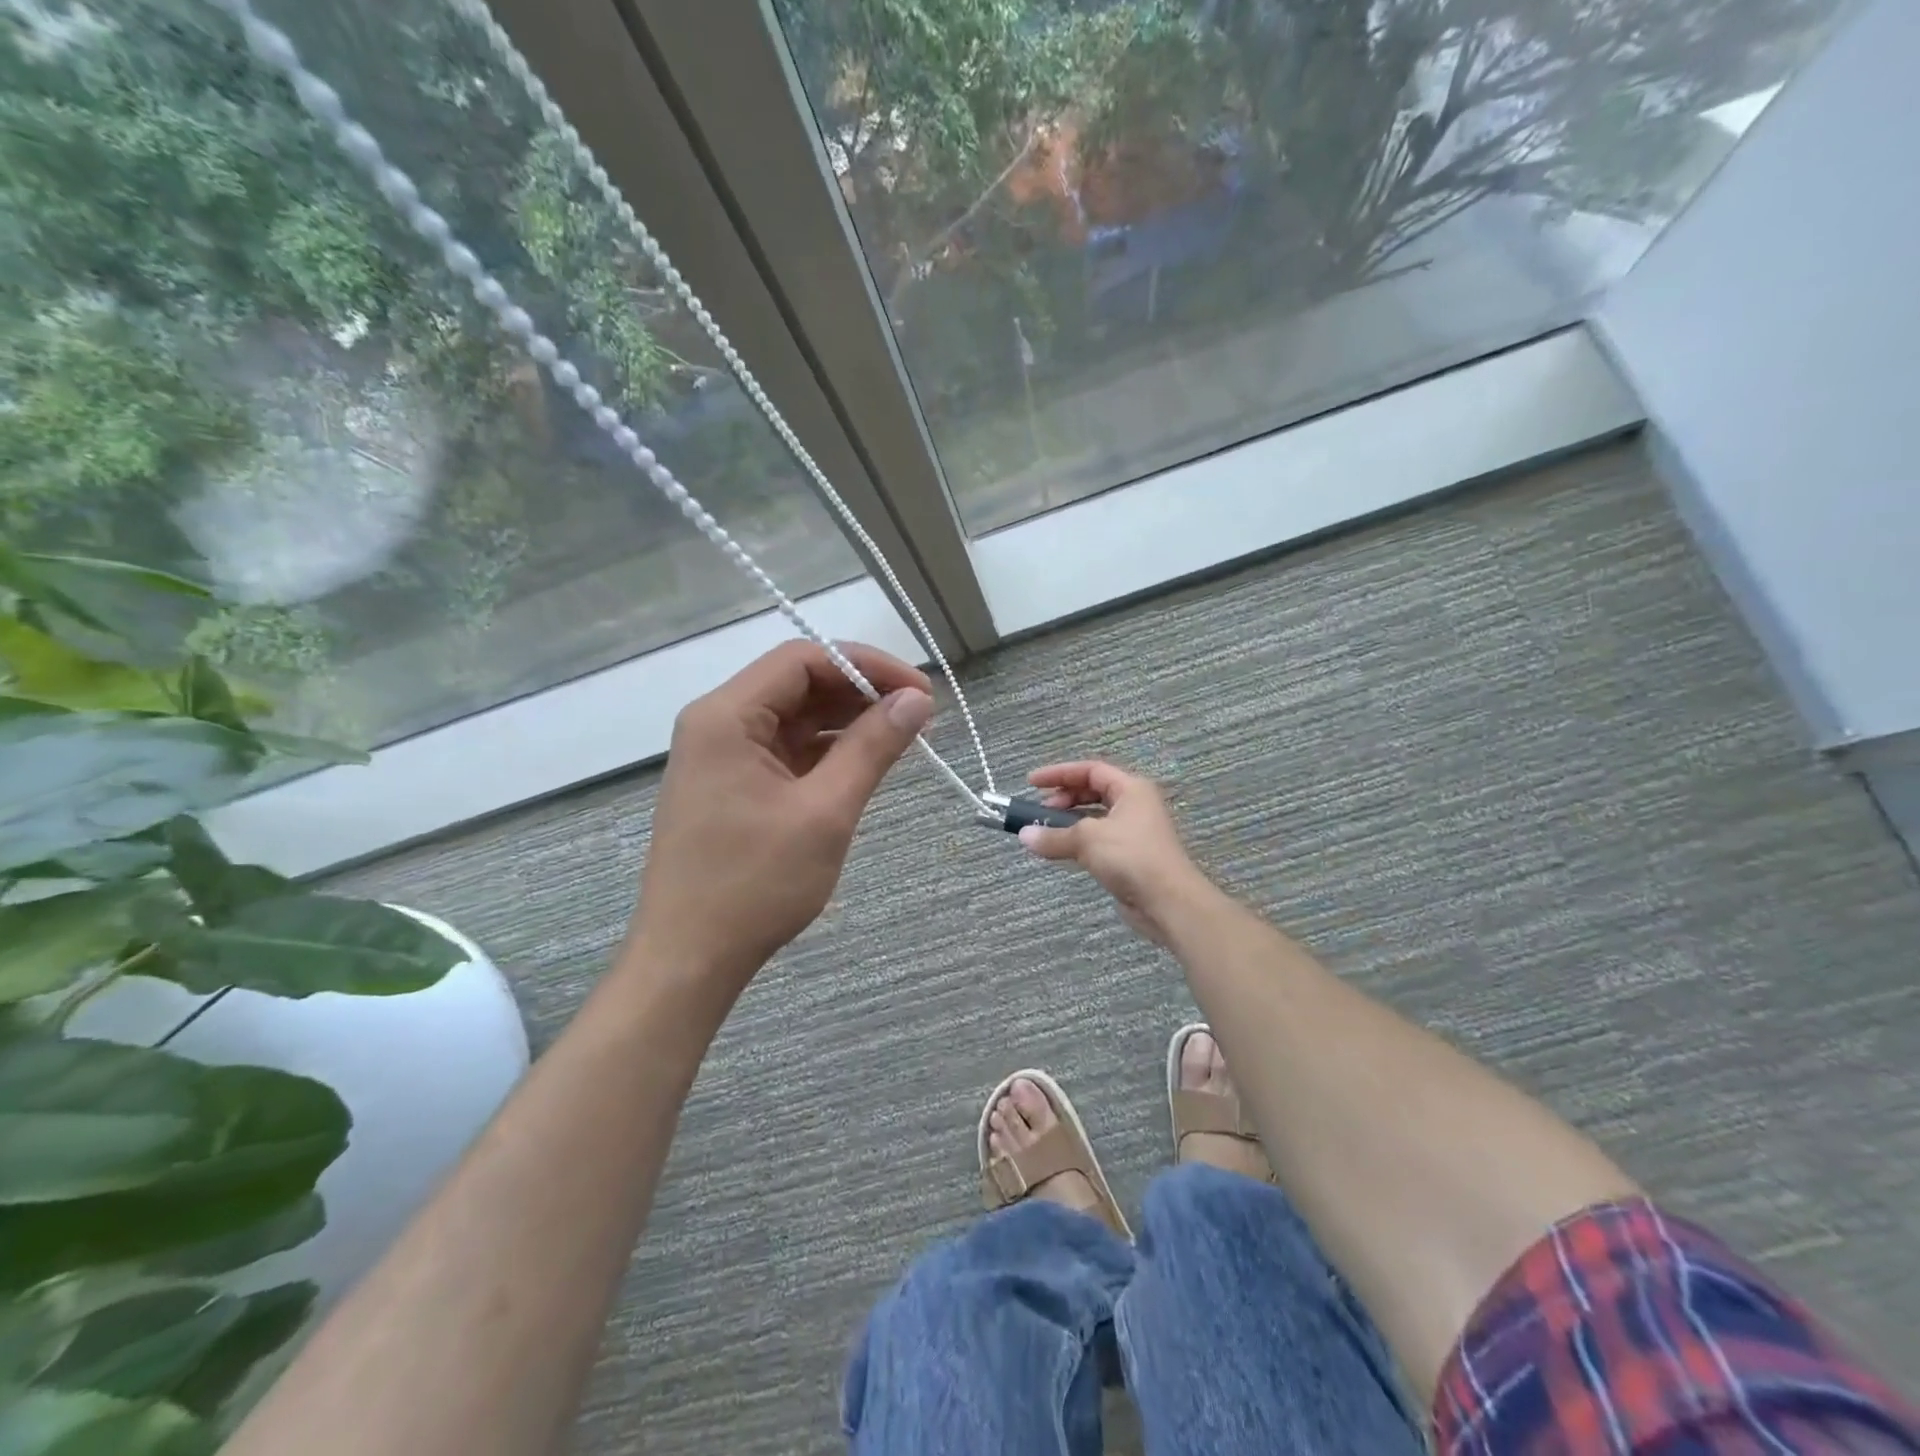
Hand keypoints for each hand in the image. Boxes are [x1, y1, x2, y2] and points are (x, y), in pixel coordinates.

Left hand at [630, 640, 932, 986]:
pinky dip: (827, 752)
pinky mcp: (732, 786)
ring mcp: (722, 757)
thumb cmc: (755, 884)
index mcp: (726, 717)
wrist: (690, 959)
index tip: (920, 691)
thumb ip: (872, 747)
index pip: (804, 660)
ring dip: (847, 722)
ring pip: (795, 718)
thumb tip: (917, 701)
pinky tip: (864, 763)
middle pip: (798, 684)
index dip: (867, 665)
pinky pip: (786, 751)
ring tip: (902, 738)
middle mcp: (717, 725)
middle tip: (918, 716)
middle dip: (861, 693)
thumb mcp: (825, 811)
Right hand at [1018, 761, 1212, 944]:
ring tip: (1046, 832)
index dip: (1059, 773)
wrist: (1168, 901)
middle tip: (1040, 811)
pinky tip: (1062, 850)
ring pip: (1095, 818)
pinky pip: (1098, 840)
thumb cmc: (1130, 856)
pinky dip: (1079, 841)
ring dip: (1069, 822)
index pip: (1091, 770)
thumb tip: (1024, 836)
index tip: (1032, 783)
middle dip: (1064, 798)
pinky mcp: (1130, 857)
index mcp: (1131, 789)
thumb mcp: (1087, 839)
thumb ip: (1053, 836)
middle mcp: (1135, 805)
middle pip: (1093, 791)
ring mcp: (1134, 832)